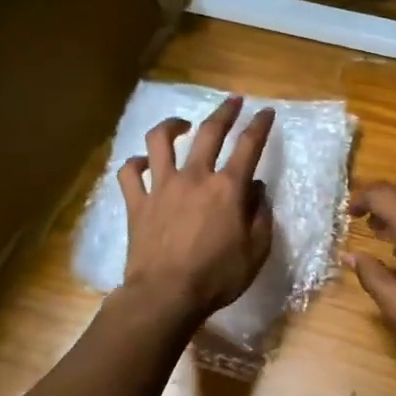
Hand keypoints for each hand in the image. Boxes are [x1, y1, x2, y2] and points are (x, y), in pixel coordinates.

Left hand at [119, 96, 275, 321]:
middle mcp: (194, 177)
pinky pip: (129, 174)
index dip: (260, 125)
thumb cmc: (217, 276)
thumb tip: (258, 191)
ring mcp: (161, 187)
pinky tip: (142, 163)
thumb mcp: (256, 251)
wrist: (165, 295)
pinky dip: (135, 164)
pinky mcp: (137, 203)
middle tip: (233, 100)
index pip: (249, 146)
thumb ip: (261, 216)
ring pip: (160, 142)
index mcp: (227, 188)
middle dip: (224, 112)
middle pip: (209, 132)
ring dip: (172, 126)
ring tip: (181, 124)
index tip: (266, 112)